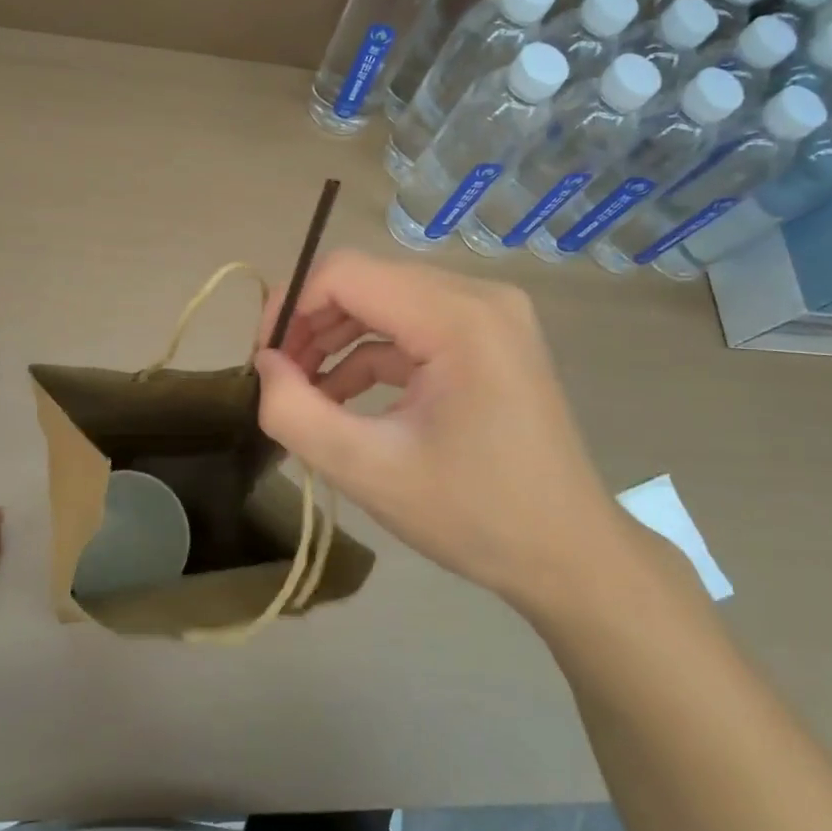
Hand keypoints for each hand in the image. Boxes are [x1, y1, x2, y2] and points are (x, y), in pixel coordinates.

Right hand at [255, 250, 621, 605]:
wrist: (569, 556)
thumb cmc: (473, 516)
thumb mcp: (368, 470)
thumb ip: (295, 412)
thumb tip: (263, 364)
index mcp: (458, 317)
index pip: (347, 273)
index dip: (291, 306)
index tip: (261, 358)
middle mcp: (480, 297)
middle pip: (368, 283)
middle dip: (312, 326)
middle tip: (278, 380)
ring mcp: (491, 316)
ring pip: (387, 303)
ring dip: (338, 341)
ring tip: (304, 393)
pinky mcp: (490, 340)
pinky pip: (414, 328)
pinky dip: (373, 356)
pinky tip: (344, 399)